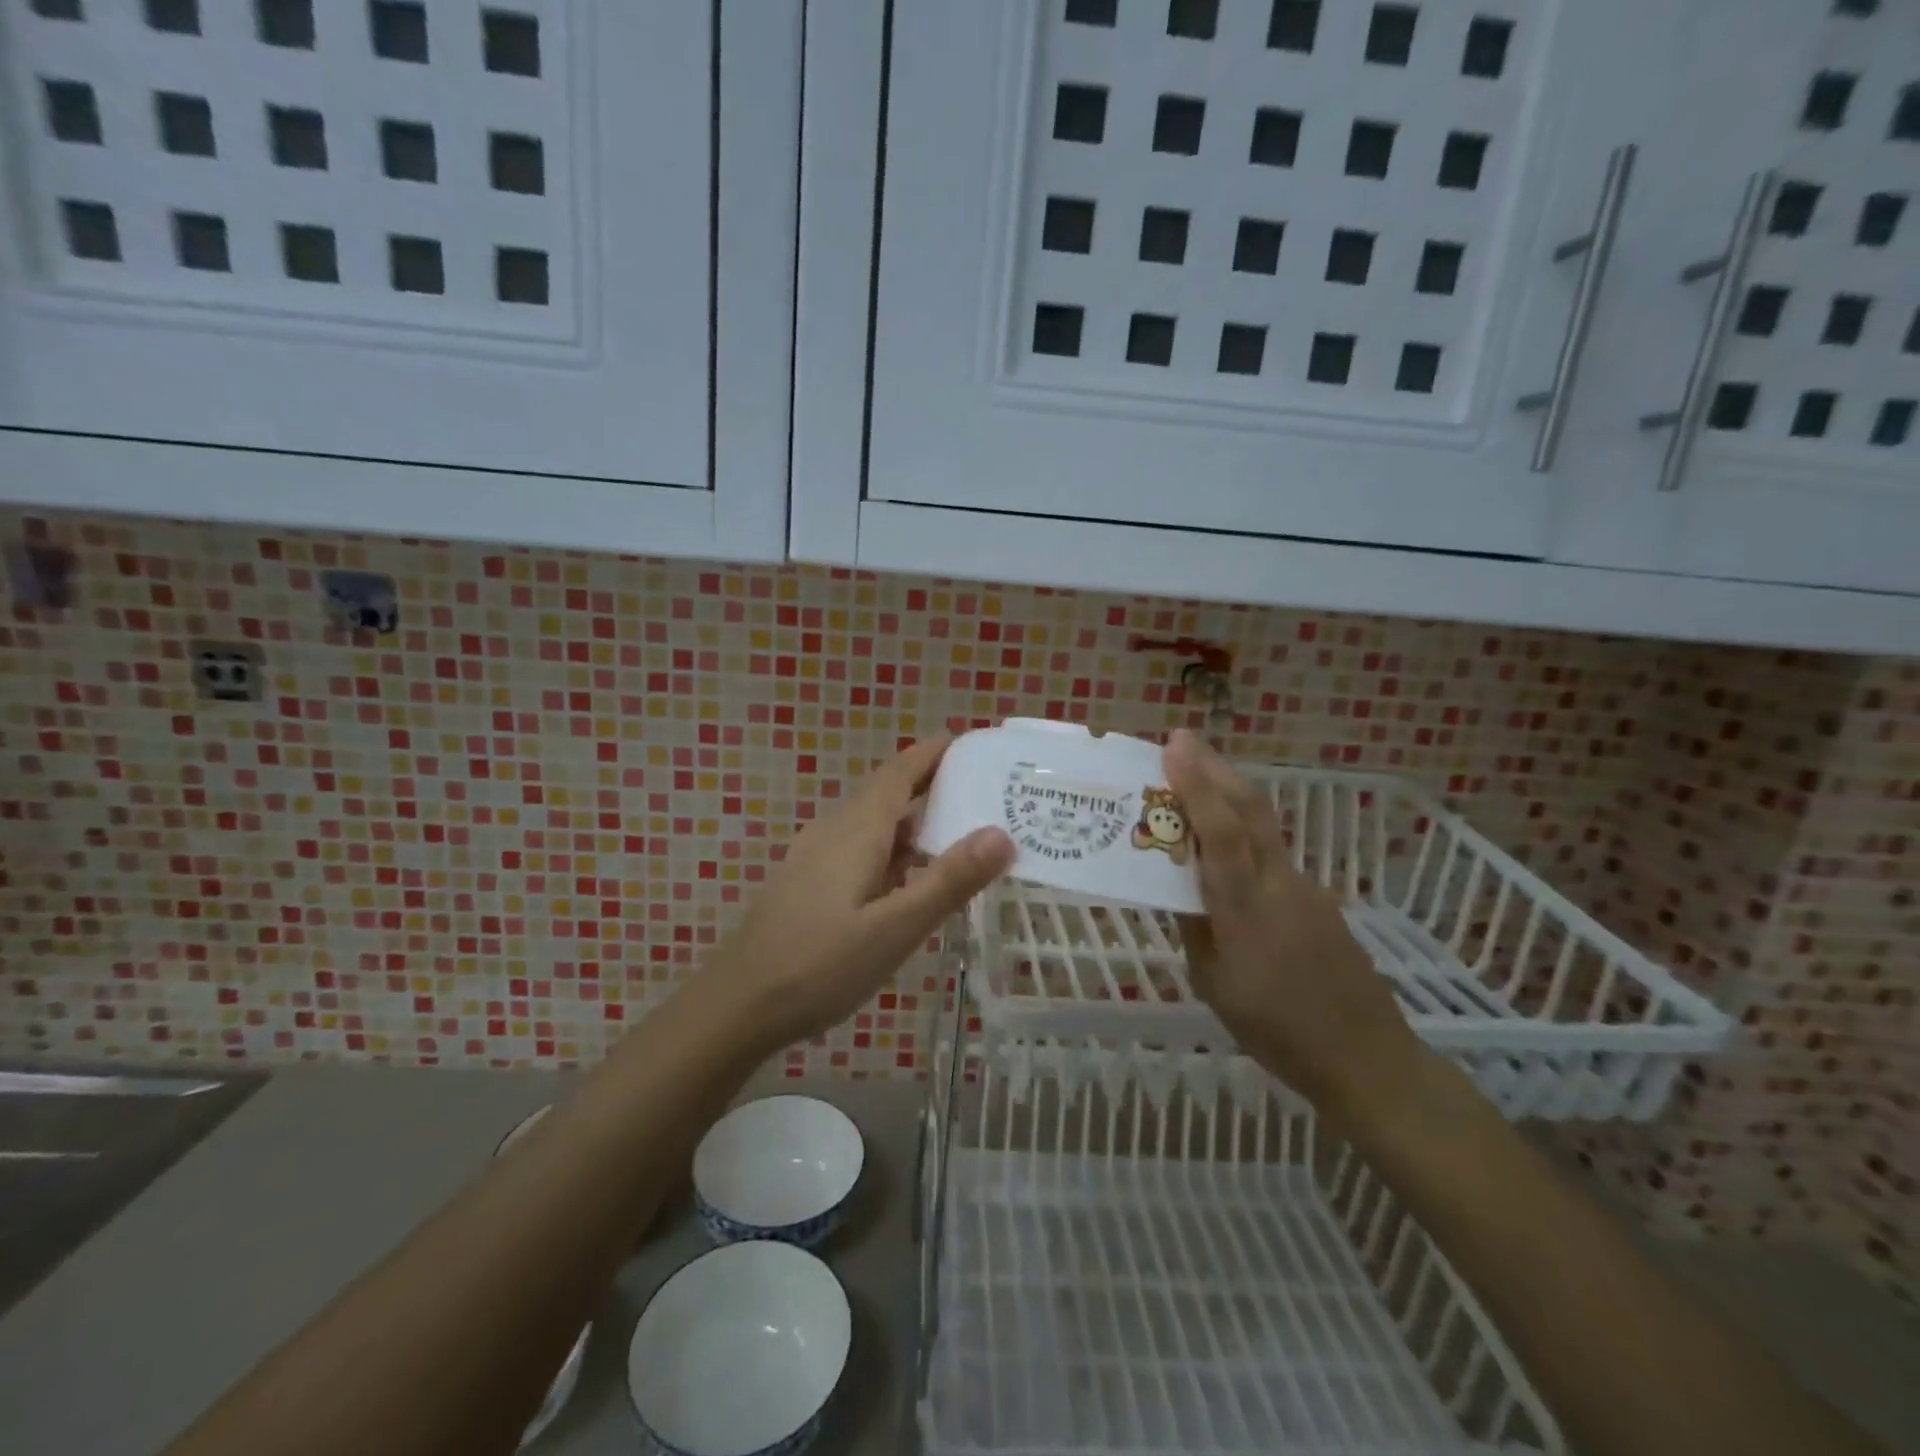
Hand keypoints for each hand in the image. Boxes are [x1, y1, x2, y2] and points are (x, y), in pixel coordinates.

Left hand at [709, 736, 1014, 1049]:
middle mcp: (833, 832)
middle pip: (885, 793)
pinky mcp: (805, 883)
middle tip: (979, 789)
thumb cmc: (819, 965)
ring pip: (871, 824)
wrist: (737, 1004)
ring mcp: (814, 858)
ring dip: (910, 820)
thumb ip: (948, 881)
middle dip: (928, 784)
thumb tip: (1002, 833)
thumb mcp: (894, 928)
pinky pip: (857, 849)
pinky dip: (890, 849)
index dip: (931, 753)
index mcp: (857, 831)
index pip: (899, 773)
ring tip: (954, 832)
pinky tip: (905, 879)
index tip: (967, 741)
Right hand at [1165, 729, 1422, 1112]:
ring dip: (1229, 793)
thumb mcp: (1214, 984)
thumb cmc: (1276, 1030)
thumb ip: (1195, 926)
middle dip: (1215, 768)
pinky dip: (1244, 829)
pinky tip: (1227, 845)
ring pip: (1263, 826)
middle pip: (1250, 810)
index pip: (1220, 832)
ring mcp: (1305, 888)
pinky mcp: (1318, 899)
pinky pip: (1273, 851)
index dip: (1197, 785)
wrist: (1366, 1057)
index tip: (1174, 745)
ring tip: (1196, 779)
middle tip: (1182, 742)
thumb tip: (1178, 884)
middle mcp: (1279, 884)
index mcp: (1246, 908)